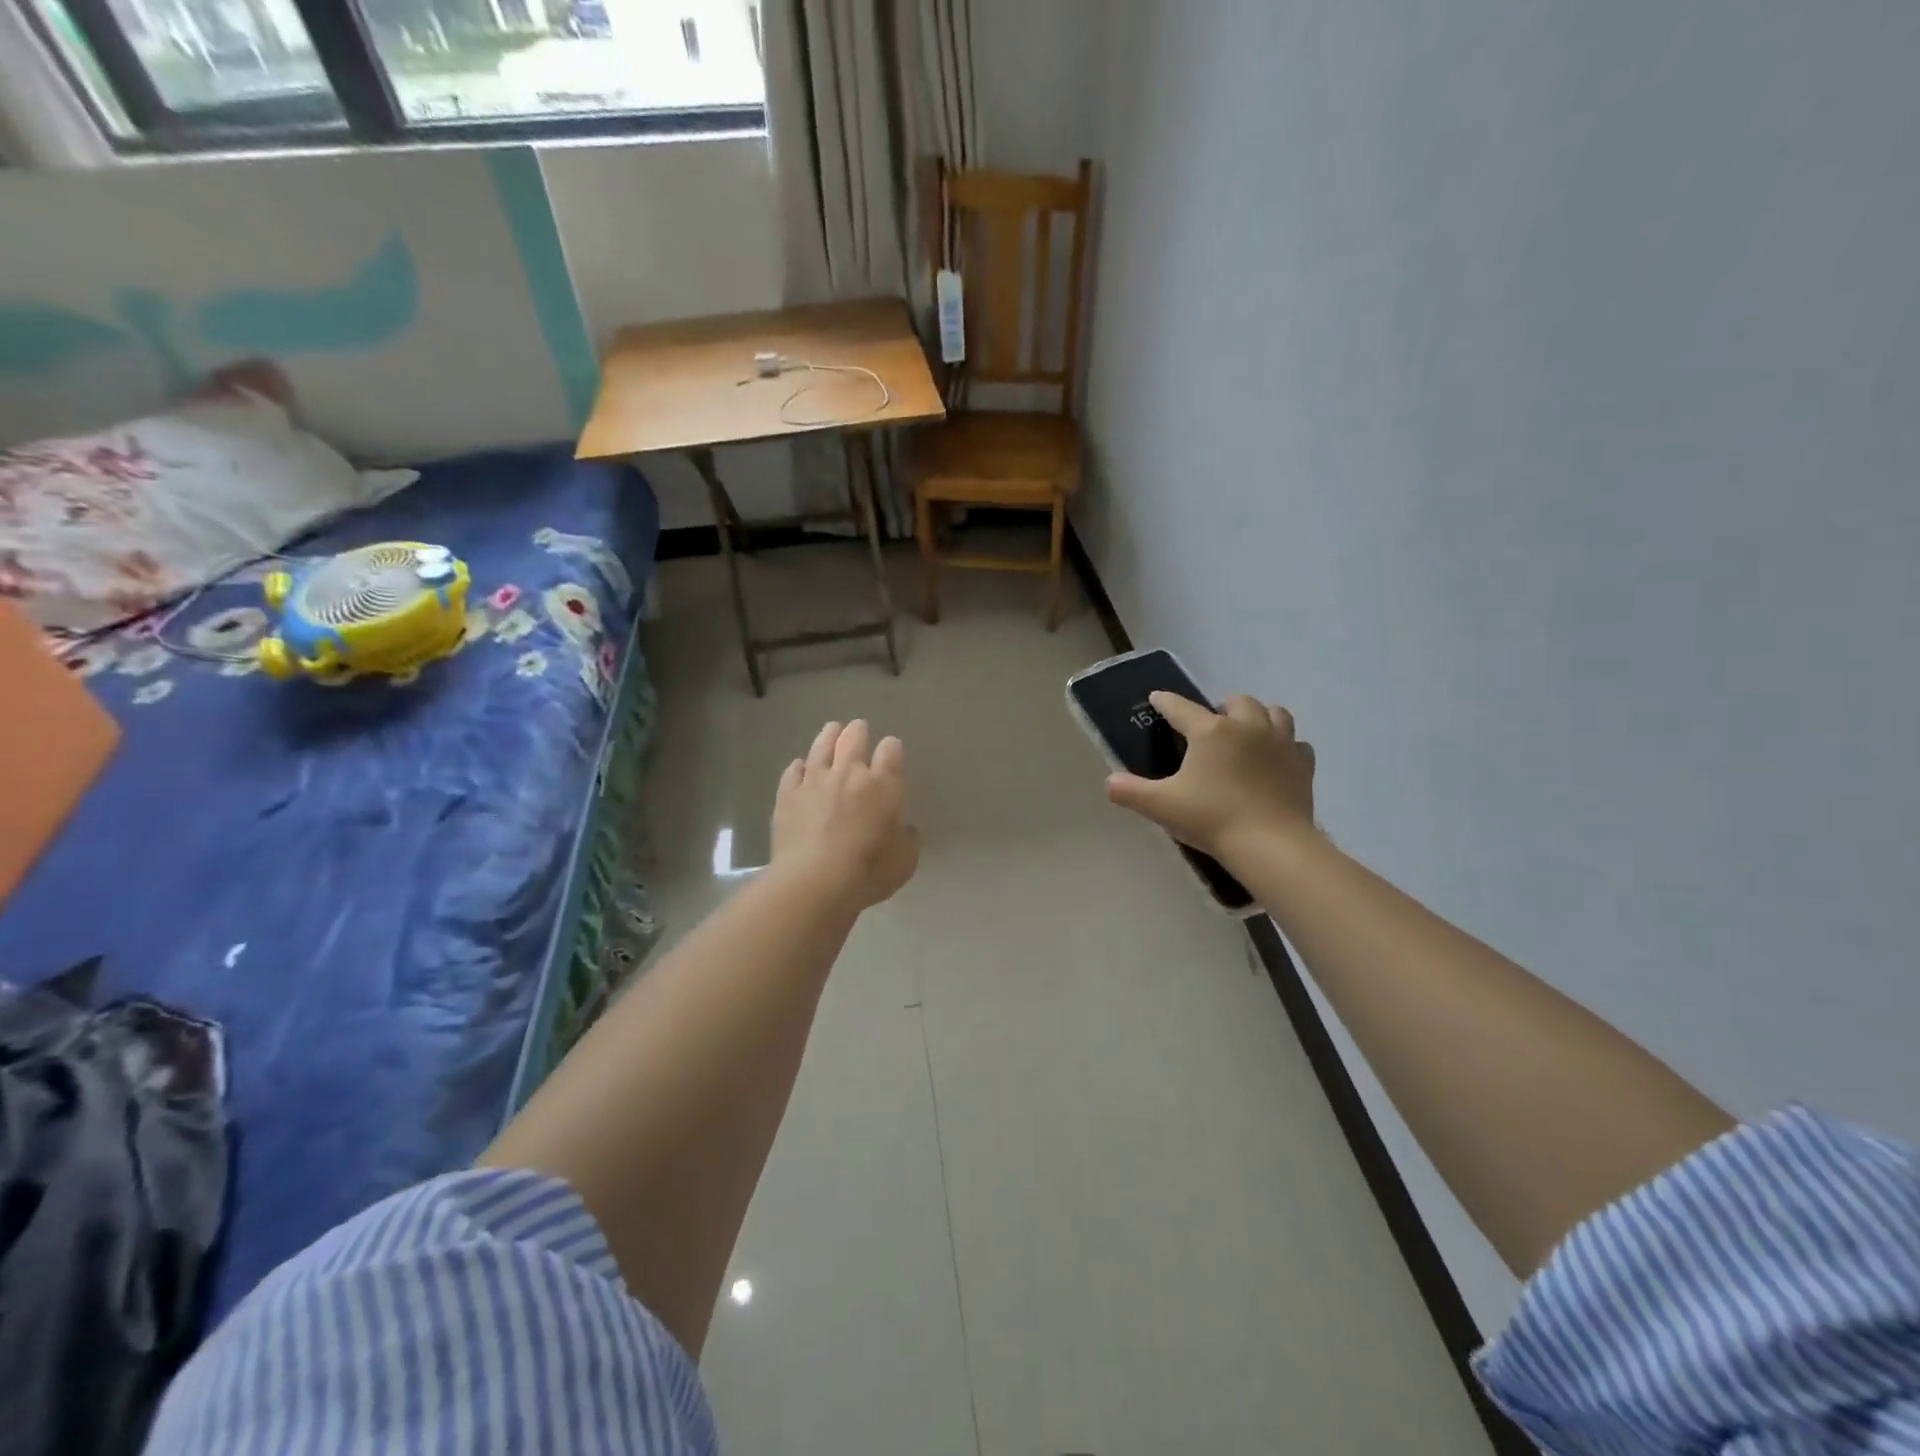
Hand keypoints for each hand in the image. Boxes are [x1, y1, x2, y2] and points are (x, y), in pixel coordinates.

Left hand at [771, 720, 920, 911]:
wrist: (814, 881)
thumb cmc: (868, 871)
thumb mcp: (905, 860)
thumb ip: (907, 839)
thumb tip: (905, 830)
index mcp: (883, 785)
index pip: (891, 751)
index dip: (891, 748)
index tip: (891, 750)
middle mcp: (849, 773)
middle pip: (854, 739)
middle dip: (858, 731)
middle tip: (859, 729)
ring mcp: (815, 781)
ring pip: (822, 746)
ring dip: (829, 735)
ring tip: (832, 730)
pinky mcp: (787, 795)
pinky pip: (793, 771)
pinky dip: (799, 766)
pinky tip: (800, 766)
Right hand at [1105, 693, 1316, 862]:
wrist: (1271, 845)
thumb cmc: (1212, 819)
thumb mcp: (1161, 806)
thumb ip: (1130, 791)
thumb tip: (1109, 782)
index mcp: (1211, 731)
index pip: (1181, 708)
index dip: (1166, 702)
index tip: (1157, 698)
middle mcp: (1247, 727)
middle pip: (1237, 701)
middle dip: (1222, 707)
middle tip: (1211, 725)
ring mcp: (1281, 743)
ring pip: (1275, 713)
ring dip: (1259, 716)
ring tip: (1247, 732)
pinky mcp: (1303, 765)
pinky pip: (1296, 744)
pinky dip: (1285, 745)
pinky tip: (1276, 759)